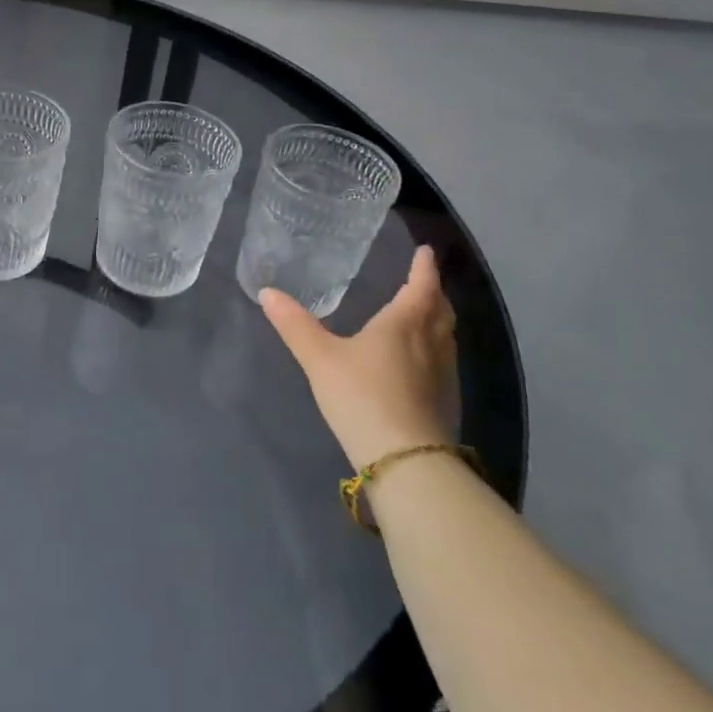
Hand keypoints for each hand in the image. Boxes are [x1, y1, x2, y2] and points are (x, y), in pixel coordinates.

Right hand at [260, 245, 458, 469]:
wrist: (406, 460)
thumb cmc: (363, 396)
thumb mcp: (320, 358)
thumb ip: (295, 326)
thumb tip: (267, 292)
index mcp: (404, 323)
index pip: (420, 285)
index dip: (423, 267)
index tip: (425, 251)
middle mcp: (431, 343)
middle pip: (440, 310)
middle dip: (432, 292)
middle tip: (422, 282)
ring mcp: (443, 375)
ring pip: (445, 337)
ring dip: (436, 321)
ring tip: (421, 316)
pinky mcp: (445, 403)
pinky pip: (443, 362)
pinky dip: (434, 349)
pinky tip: (418, 362)